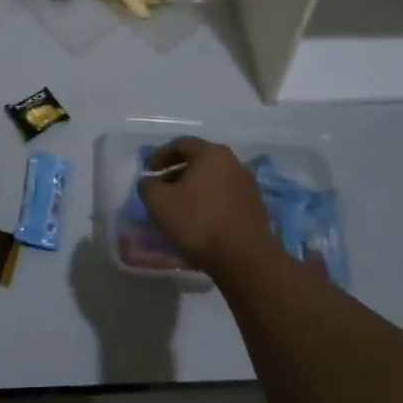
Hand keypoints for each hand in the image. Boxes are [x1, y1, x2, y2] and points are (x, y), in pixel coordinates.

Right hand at [137, 137, 274, 275]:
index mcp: (212, 154)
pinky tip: (198, 220)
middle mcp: (234, 163)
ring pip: (213, 180)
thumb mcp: (159, 203)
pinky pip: (224, 196)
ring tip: (178, 207)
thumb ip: (148, 186)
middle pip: (199, 161)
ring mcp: (247, 185)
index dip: (159, 155)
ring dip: (193, 189)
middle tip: (160, 189)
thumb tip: (150, 182)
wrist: (244, 258)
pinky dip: (208, 202)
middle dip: (176, 173)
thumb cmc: (198, 222)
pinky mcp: (254, 207)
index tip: (147, 171)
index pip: (181, 144)